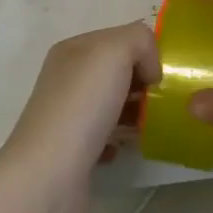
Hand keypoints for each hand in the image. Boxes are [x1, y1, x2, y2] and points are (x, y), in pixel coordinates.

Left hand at [0, 21, 160, 212]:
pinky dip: (120, 139)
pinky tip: (124, 147)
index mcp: (73, 50)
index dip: (145, 52)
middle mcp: (67, 78)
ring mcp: (68, 114)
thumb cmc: (82, 105)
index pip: (120, 38)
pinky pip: (106, 135)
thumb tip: (149, 69)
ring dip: (136, 111)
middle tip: (162, 100)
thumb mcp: (114, 52)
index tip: (161, 76)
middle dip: (144, 82)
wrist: (49, 174)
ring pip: (113, 103)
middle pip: (117, 71)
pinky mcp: (73, 149)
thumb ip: (139, 41)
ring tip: (151, 123)